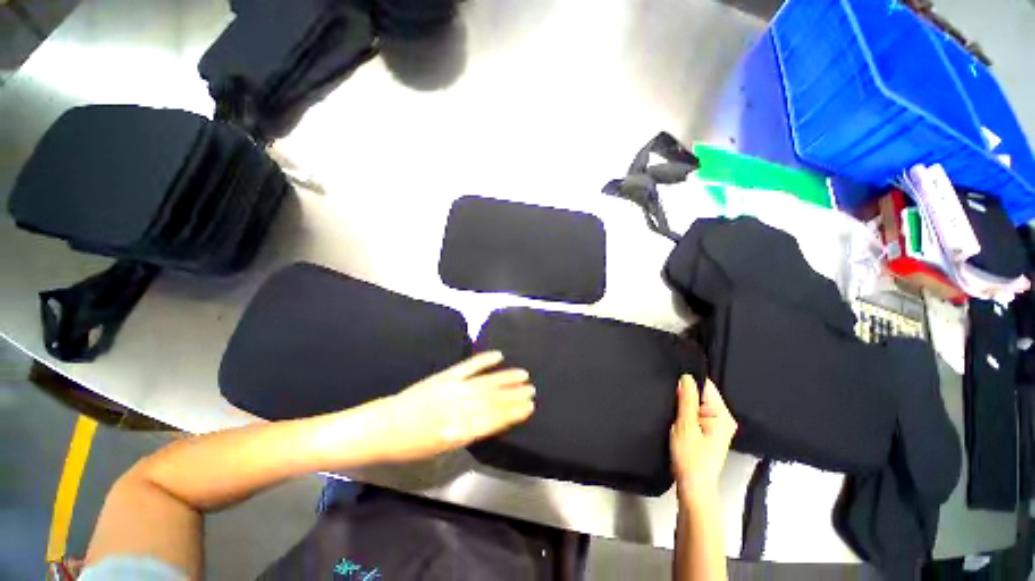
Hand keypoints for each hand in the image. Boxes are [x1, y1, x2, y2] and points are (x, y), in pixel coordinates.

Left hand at [354, 351, 535, 462]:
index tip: (529, 406)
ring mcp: (451, 389)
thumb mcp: (440, 449)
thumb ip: (467, 434)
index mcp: (456, 432)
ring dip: (505, 378)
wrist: (381, 427)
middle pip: (492, 400)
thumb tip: (491, 420)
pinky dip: (483, 360)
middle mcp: (457, 408)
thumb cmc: (410, 446)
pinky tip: (497, 355)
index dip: (513, 413)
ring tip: (523, 374)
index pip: (493, 420)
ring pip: (485, 383)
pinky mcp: (443, 376)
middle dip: (514, 395)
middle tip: (532, 389)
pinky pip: (467, 366)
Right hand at [670, 375, 736, 504]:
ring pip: (696, 404)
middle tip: (670, 401)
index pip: (705, 386)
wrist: (693, 486)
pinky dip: (685, 413)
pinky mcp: (708, 432)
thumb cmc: (690, 458)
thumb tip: (686, 377)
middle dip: (685, 395)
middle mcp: (723, 418)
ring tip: (673, 411)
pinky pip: (696, 413)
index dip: (688, 383)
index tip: (672, 386)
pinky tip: (677, 419)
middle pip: (701, 394)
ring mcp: (717, 425)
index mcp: (722, 415)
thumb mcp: (685, 426)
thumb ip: (687, 400)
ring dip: (684, 405)